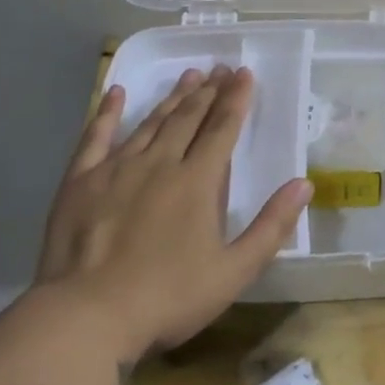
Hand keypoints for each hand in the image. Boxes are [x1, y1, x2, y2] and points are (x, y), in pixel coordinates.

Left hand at [34, 66, 311, 362]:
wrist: (86, 317)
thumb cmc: (168, 298)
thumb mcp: (234, 272)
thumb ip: (271, 226)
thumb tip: (304, 184)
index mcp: (197, 182)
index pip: (222, 129)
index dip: (236, 100)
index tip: (245, 73)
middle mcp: (159, 163)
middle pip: (188, 118)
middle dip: (208, 91)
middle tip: (220, 68)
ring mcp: (115, 169)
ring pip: (150, 122)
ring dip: (172, 97)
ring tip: (188, 76)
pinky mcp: (80, 182)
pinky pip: (95, 137)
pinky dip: (107, 113)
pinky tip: (116, 92)